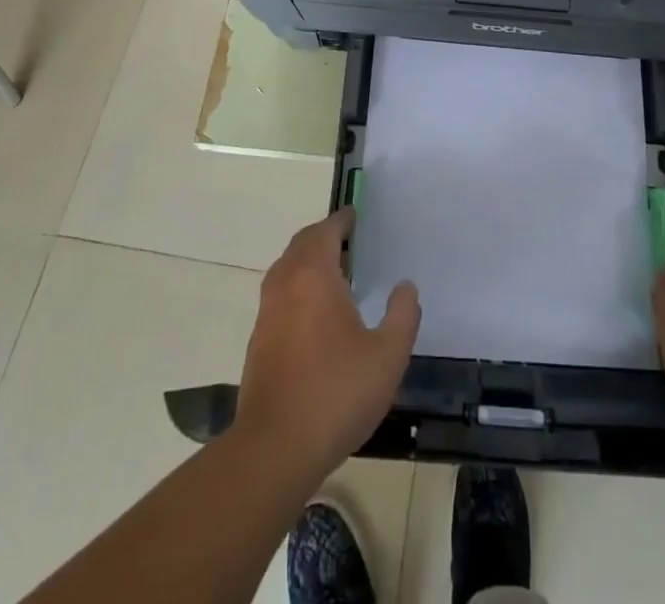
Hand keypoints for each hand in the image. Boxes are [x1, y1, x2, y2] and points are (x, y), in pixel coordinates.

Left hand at [235, 211, 419, 477]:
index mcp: (314, 274)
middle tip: (348, 241)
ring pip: (287, 269)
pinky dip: (298, 288)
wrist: (275, 448)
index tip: (355, 215)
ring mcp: (267, 312)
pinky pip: (280, 295)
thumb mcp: (388, 355)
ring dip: (308, 262)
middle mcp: (285, 283)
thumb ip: (402, 315)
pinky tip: (317, 314)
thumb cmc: (336, 392)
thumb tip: (405, 287)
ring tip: (336, 274)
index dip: (342, 220)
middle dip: (324, 236)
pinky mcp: (259, 341)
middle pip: (302, 244)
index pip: (326, 231)